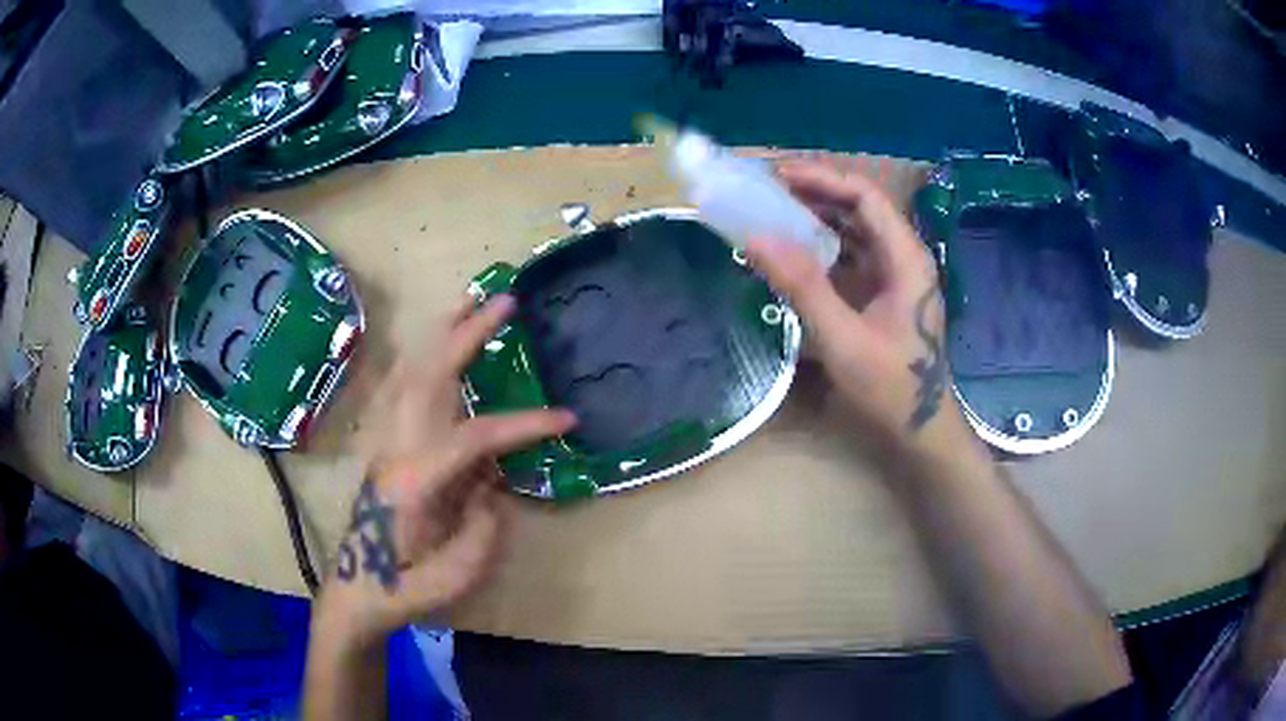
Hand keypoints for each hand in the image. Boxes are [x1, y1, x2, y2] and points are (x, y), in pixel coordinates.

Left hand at [317, 295, 575, 648]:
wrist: (357, 591)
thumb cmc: (403, 590)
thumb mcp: (454, 577)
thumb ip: (483, 530)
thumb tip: (493, 488)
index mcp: (414, 481)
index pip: (474, 436)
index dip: (523, 424)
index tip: (568, 419)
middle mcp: (396, 449)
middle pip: (429, 377)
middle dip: (467, 334)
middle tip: (504, 302)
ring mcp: (387, 443)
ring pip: (410, 373)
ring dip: (441, 335)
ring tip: (469, 303)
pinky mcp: (388, 445)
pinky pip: (404, 387)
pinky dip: (425, 358)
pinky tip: (440, 348)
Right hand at [747, 160, 956, 446]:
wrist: (921, 430)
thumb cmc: (890, 387)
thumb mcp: (843, 338)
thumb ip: (802, 286)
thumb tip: (755, 237)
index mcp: (906, 258)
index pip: (865, 196)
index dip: (822, 178)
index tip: (777, 176)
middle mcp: (905, 257)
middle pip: (861, 208)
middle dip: (816, 194)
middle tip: (767, 192)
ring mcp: (897, 276)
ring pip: (857, 231)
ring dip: (818, 218)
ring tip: (774, 214)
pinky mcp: (886, 295)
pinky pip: (854, 256)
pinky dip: (824, 247)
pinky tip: (796, 253)